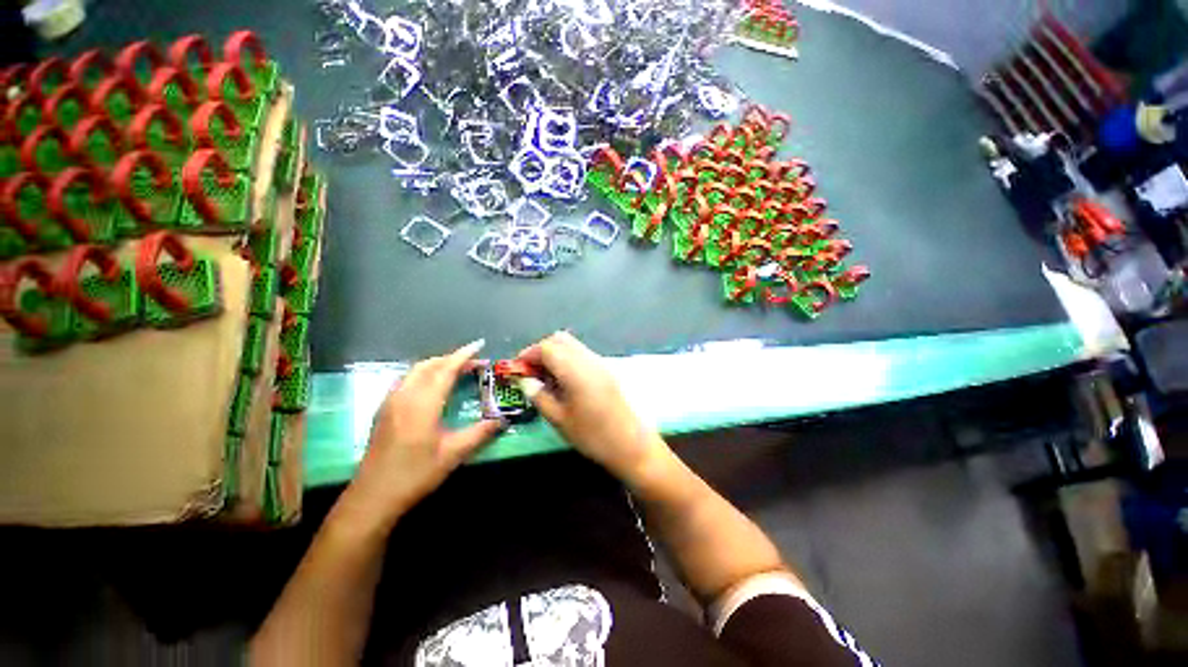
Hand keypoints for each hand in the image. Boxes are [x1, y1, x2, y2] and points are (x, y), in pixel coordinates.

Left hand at [340, 340, 502, 530]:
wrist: (372, 497)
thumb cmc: (415, 474)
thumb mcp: (453, 454)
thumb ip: (480, 433)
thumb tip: (503, 420)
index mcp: (422, 404)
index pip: (445, 369)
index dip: (463, 355)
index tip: (479, 345)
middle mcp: (404, 396)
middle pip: (429, 365)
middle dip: (452, 358)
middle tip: (474, 361)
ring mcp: (390, 402)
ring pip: (415, 371)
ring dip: (437, 365)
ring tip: (457, 370)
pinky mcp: (384, 410)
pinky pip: (407, 380)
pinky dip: (424, 374)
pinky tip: (432, 386)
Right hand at [516, 332, 669, 483]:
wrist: (631, 444)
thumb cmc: (593, 436)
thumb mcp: (560, 420)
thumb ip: (540, 396)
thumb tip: (526, 381)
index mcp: (575, 371)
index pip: (547, 348)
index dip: (529, 354)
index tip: (518, 369)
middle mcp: (589, 360)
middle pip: (560, 340)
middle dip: (541, 350)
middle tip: (531, 372)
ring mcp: (600, 363)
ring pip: (572, 345)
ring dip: (555, 354)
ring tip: (545, 378)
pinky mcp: (606, 370)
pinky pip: (582, 354)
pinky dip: (568, 359)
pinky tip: (563, 381)